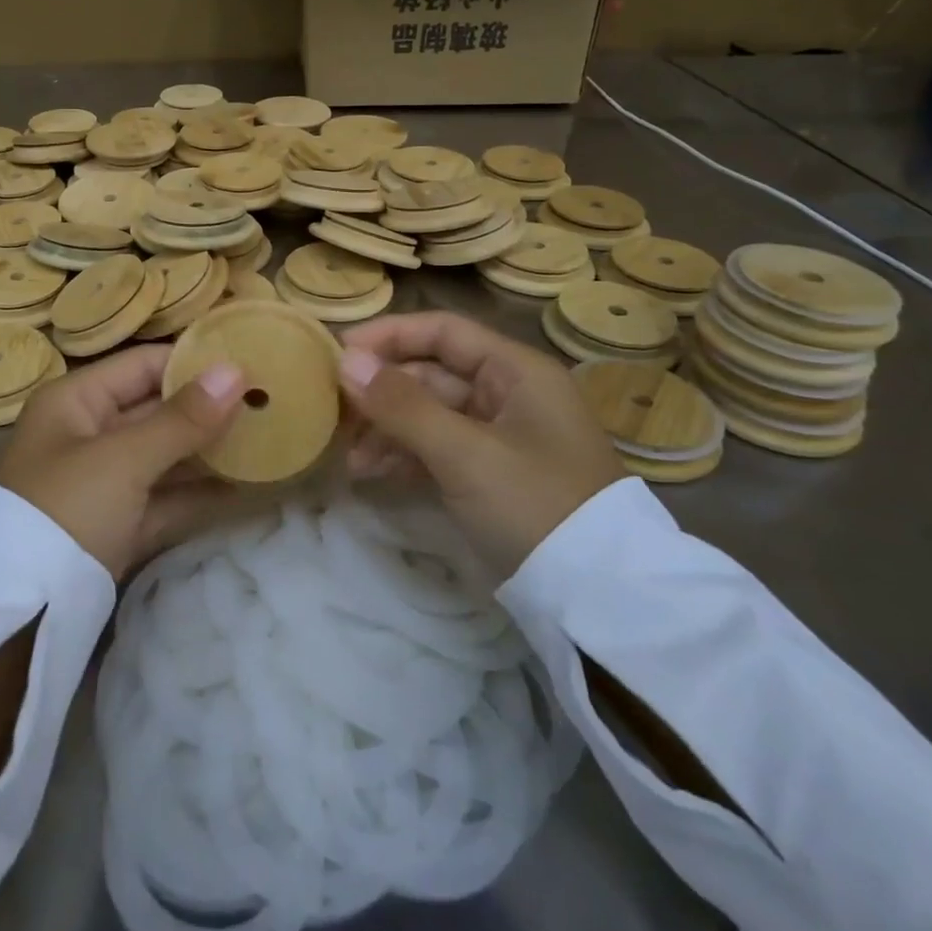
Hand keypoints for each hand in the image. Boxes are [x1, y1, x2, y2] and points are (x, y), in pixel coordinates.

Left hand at [0, 345, 247, 579]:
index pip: (143, 365)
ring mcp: (103, 481)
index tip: (249, 363)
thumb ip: (183, 418)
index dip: (193, 362)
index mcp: (76, 401)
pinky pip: (164, 496)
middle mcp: (88, 433)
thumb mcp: (124, 458)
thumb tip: (236, 371)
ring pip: (165, 454)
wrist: (19, 612)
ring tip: (266, 438)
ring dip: (209, 450)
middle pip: (157, 409)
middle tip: (268, 401)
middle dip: (208, 408)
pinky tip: (244, 486)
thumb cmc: (67, 508)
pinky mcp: (117, 523)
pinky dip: (198, 493)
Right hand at [337, 312, 622, 580]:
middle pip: (430, 373)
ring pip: (427, 414)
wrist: (598, 599)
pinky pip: (436, 448)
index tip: (337, 354)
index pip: (441, 331)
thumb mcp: (465, 453)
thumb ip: (401, 405)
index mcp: (515, 371)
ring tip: (348, 455)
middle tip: (333, 410)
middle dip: (380, 391)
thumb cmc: (534, 505)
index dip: (388, 336)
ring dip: (386, 428)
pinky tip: (369, 472)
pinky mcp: (489, 474)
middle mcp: (507, 394)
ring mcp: (498, 437)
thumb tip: (344, 361)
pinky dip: (403, 455)